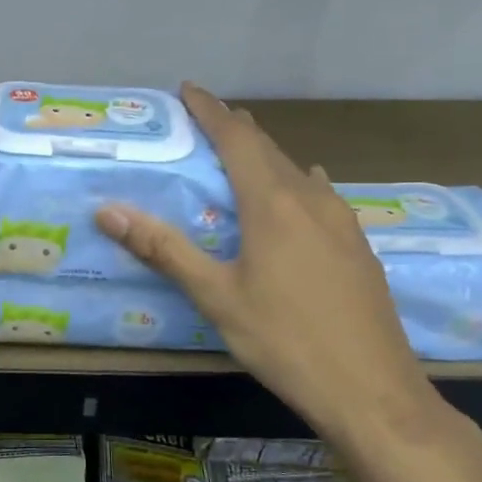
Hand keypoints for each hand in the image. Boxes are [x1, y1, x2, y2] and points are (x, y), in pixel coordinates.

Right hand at [94, 84, 446, 450]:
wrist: (374, 392)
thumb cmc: (285, 341)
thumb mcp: (216, 296)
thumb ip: (163, 249)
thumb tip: (107, 210)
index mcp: (273, 204)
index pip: (238, 139)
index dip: (211, 110)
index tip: (189, 89)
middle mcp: (312, 200)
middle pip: (270, 149)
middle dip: (237, 128)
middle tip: (208, 118)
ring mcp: (342, 222)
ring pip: (298, 171)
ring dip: (268, 155)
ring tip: (246, 151)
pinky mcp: (358, 247)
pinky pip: (321, 195)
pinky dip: (297, 182)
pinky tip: (302, 193)